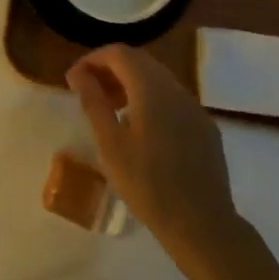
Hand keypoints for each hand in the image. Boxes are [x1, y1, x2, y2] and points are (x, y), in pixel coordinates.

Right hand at [68, 44, 254, 270]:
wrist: (203, 225)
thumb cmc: (148, 186)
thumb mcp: (110, 145)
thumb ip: (94, 103)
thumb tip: (78, 74)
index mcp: (152, 89)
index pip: (119, 54)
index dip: (92, 60)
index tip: (73, 80)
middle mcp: (176, 89)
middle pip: (139, 61)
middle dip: (110, 69)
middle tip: (88, 91)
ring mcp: (194, 107)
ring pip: (157, 79)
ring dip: (130, 83)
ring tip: (110, 108)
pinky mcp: (205, 126)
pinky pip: (173, 99)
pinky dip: (150, 99)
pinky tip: (140, 128)